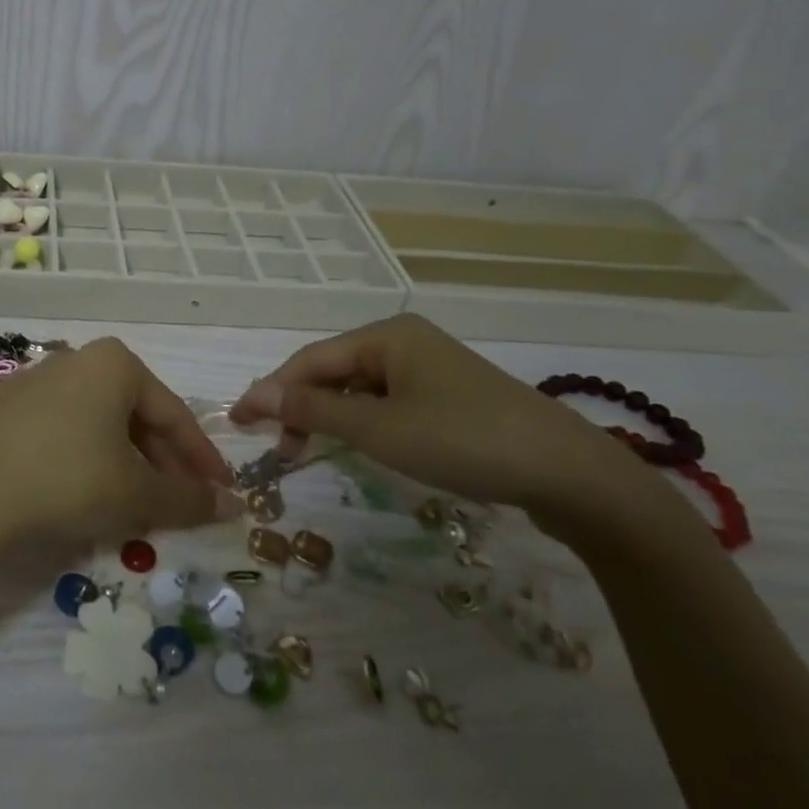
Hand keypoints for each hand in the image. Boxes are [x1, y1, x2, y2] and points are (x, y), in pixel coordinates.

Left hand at [0, 338, 241, 545]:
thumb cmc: (69, 479)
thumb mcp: (137, 494)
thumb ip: (188, 498)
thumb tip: (231, 505)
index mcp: (115, 363)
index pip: (173, 415)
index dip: (202, 459)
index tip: (220, 492)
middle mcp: (76, 359)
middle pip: (134, 415)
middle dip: (161, 461)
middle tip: (179, 502)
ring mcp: (34, 380)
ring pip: (97, 423)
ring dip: (123, 461)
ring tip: (134, 503)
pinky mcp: (4, 408)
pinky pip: (61, 430)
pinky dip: (83, 458)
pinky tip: (83, 492)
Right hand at [231, 315, 660, 539]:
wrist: (569, 473)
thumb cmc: (462, 441)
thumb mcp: (378, 428)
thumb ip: (311, 410)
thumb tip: (252, 395)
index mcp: (386, 335)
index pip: (310, 360)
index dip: (271, 391)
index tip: (239, 423)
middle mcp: (405, 341)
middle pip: (334, 371)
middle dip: (302, 407)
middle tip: (282, 449)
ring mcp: (431, 367)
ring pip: (361, 388)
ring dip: (333, 418)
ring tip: (315, 452)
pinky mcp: (450, 395)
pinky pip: (389, 401)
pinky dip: (366, 423)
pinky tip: (364, 446)